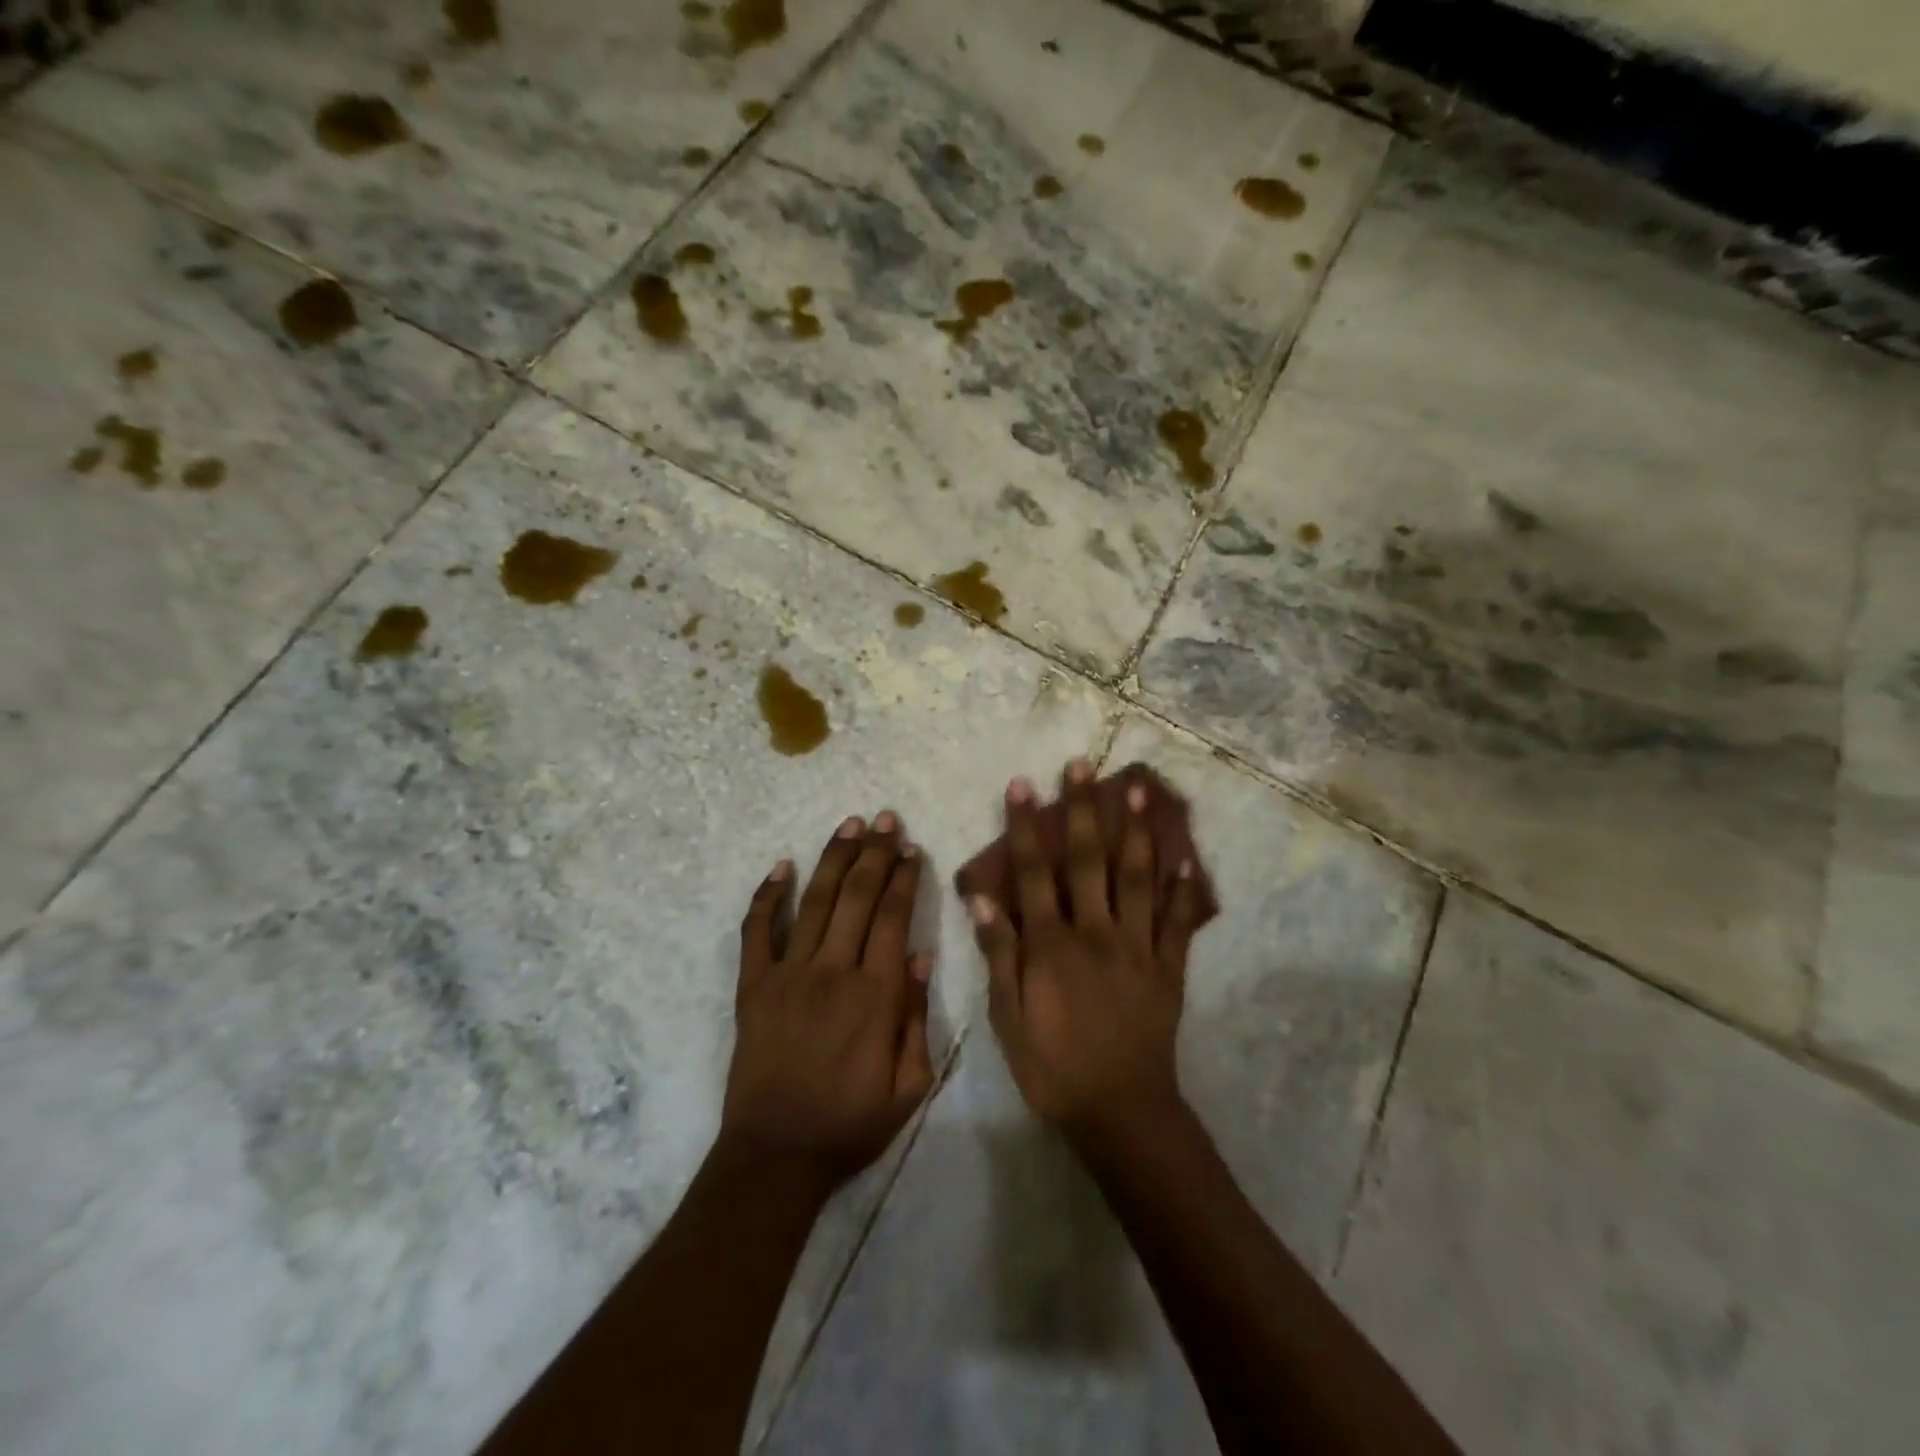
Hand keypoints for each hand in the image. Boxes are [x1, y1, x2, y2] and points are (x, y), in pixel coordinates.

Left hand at [722, 811, 934, 1189]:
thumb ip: (917, 1017)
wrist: (777, 1156)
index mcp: (875, 995)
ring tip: (849, 824)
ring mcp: (788, 975)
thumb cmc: (850, 1124)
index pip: (893, 917)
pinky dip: (767, 897)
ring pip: (815, 902)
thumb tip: (920, 955)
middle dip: (874, 853)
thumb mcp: (909, 1086)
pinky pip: (757, 932)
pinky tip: (780, 867)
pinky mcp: (753, 987)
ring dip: (833, 859)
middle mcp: (833, 972)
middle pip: (857, 897)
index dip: (904, 878)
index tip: (911, 848)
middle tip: (885, 818)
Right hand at [971, 761, 1207, 1146]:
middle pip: (1089, 861)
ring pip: (1137, 878)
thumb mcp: (1008, 1019)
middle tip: (1082, 766)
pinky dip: (1182, 890)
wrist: (1121, 1112)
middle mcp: (1096, 933)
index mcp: (1053, 945)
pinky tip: (1186, 860)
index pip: (1035, 873)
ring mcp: (1137, 947)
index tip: (1022, 786)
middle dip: (1083, 810)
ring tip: (1142, 790)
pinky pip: (1177, 922)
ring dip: (1137, 831)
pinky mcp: (1167, 968)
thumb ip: (999, 955)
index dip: (1026, 827)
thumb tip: (982, 898)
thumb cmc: (1054, 1068)